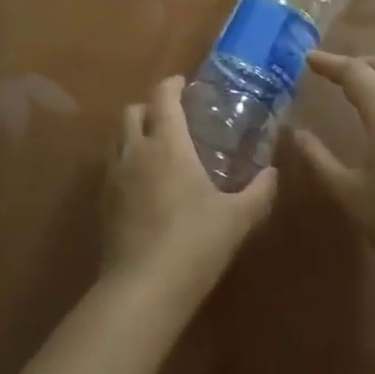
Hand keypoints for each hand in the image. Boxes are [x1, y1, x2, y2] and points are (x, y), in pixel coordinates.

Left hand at [101, 76, 277, 312]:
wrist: (142, 289)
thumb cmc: (193, 243)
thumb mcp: (236, 220)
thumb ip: (258, 193)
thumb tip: (273, 174)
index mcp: (167, 144)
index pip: (163, 97)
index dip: (172, 85)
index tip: (184, 84)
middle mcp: (135, 150)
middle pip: (133, 110)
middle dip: (150, 107)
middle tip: (172, 118)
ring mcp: (113, 176)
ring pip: (117, 137)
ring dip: (134, 132)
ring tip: (156, 148)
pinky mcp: (102, 202)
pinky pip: (111, 166)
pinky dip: (125, 161)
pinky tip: (143, 184)